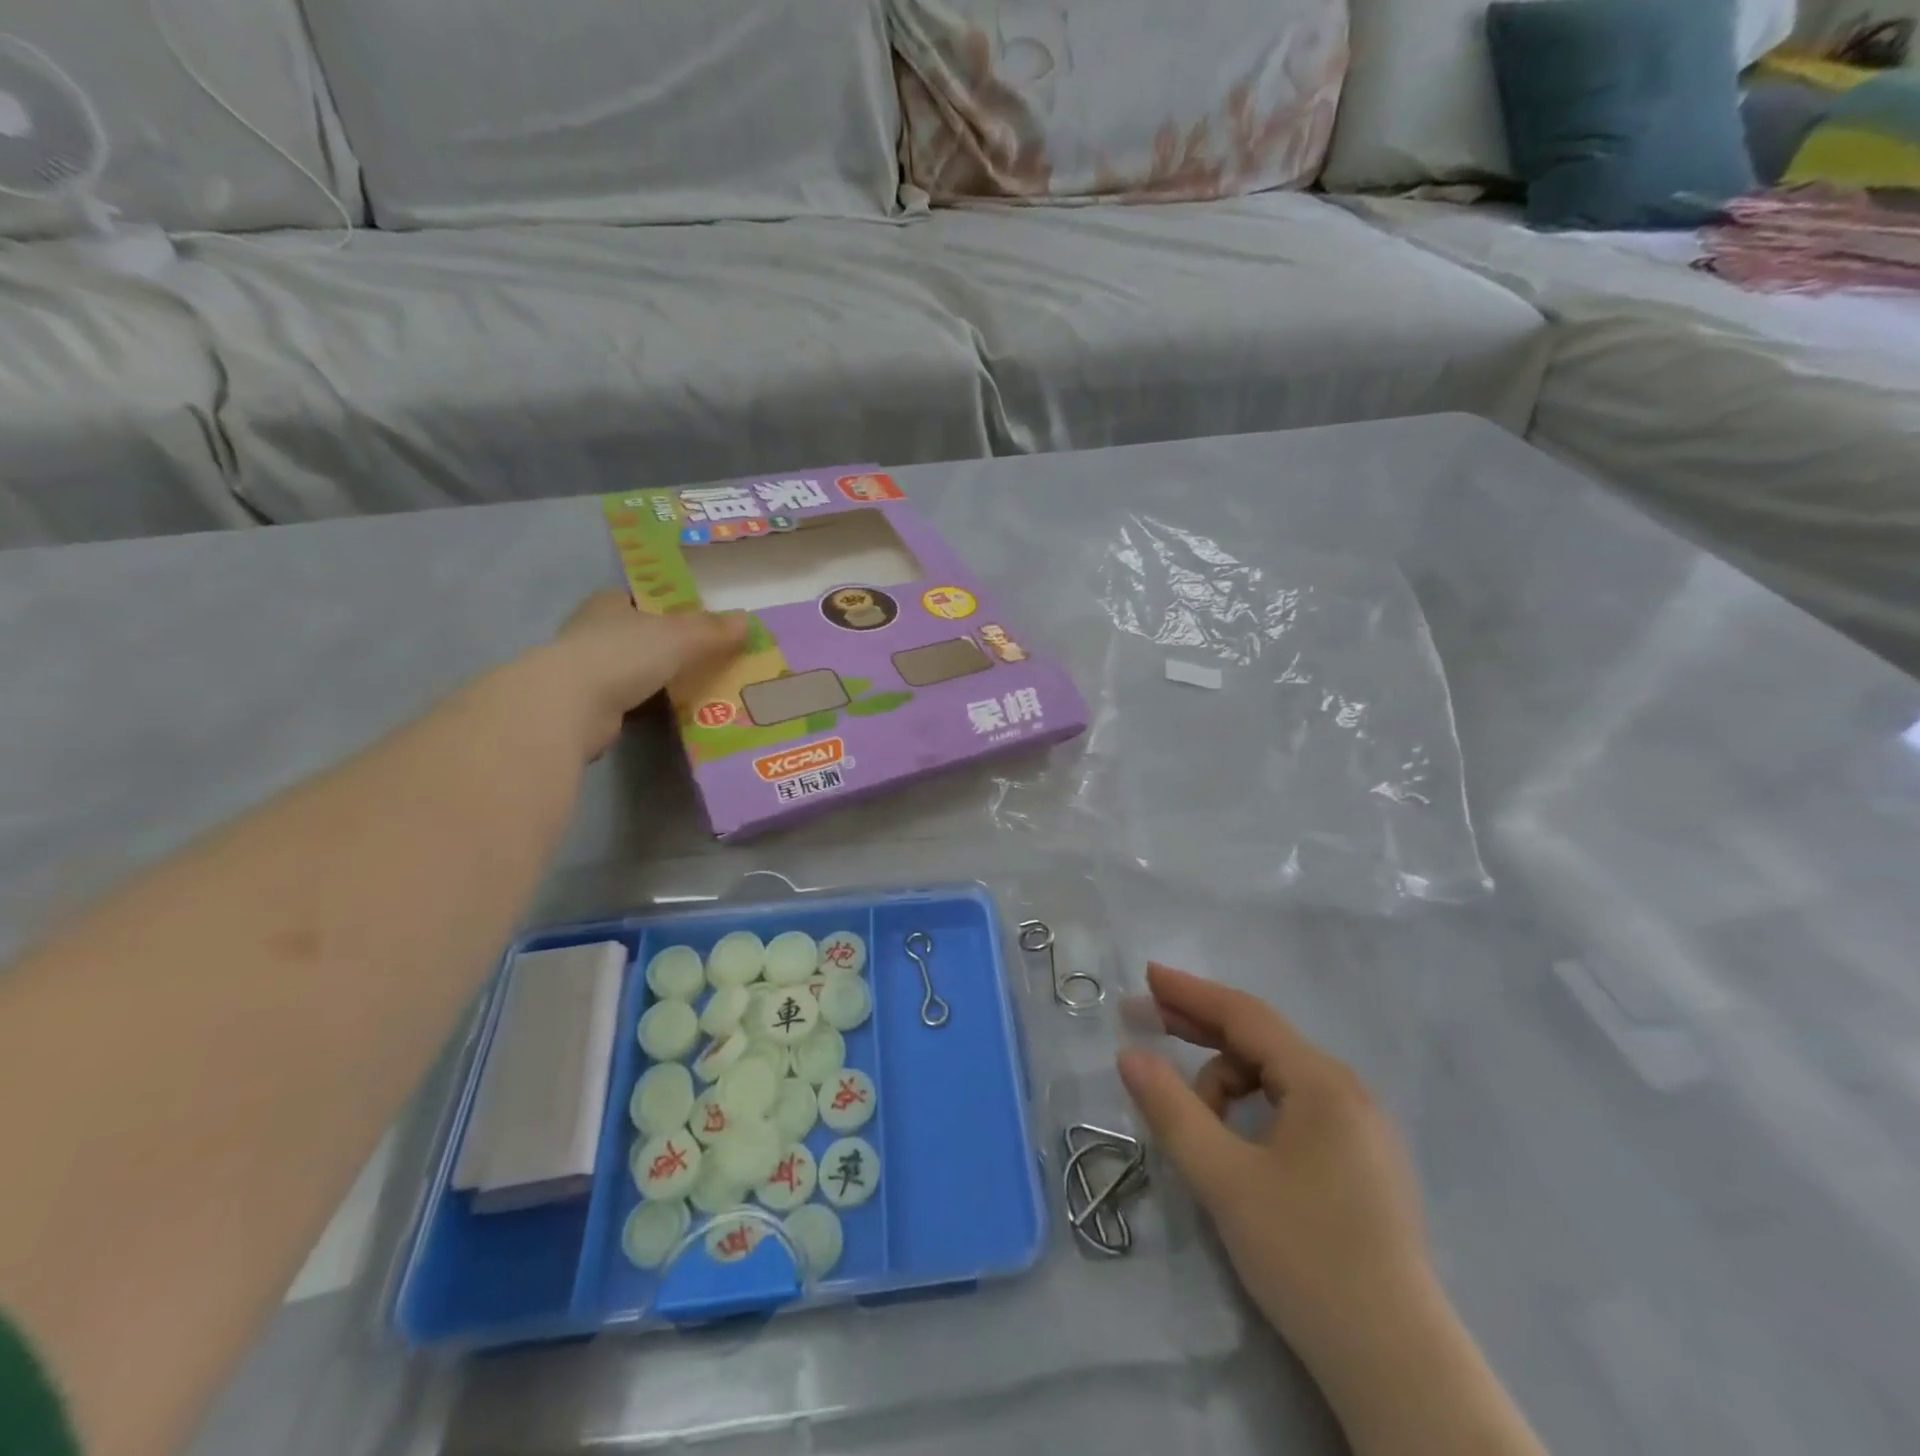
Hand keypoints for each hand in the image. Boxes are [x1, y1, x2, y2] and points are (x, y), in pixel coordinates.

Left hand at [540, 591, 746, 759]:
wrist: (571, 706)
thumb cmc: (624, 654)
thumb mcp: (679, 636)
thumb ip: (712, 630)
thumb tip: (746, 620)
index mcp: (609, 603)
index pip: (642, 597)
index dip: (669, 606)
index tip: (698, 620)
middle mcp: (593, 630)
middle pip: (640, 633)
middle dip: (669, 644)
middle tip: (709, 656)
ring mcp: (587, 668)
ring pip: (634, 668)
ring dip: (660, 677)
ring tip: (700, 685)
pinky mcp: (588, 704)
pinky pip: (630, 699)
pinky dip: (650, 704)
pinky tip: (675, 711)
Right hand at [1117, 964, 1433, 1370]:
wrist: (1399, 1368)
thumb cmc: (1307, 1257)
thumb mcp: (1224, 1180)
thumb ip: (1172, 1110)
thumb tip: (1129, 1054)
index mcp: (1322, 1083)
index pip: (1245, 1016)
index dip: (1191, 993)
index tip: (1146, 975)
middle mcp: (1347, 1092)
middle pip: (1261, 1041)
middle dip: (1199, 1028)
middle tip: (1144, 1020)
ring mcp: (1360, 1129)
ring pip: (1275, 1080)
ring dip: (1225, 1085)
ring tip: (1194, 1125)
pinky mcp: (1361, 1163)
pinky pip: (1294, 1109)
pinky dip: (1252, 1111)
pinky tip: (1234, 1141)